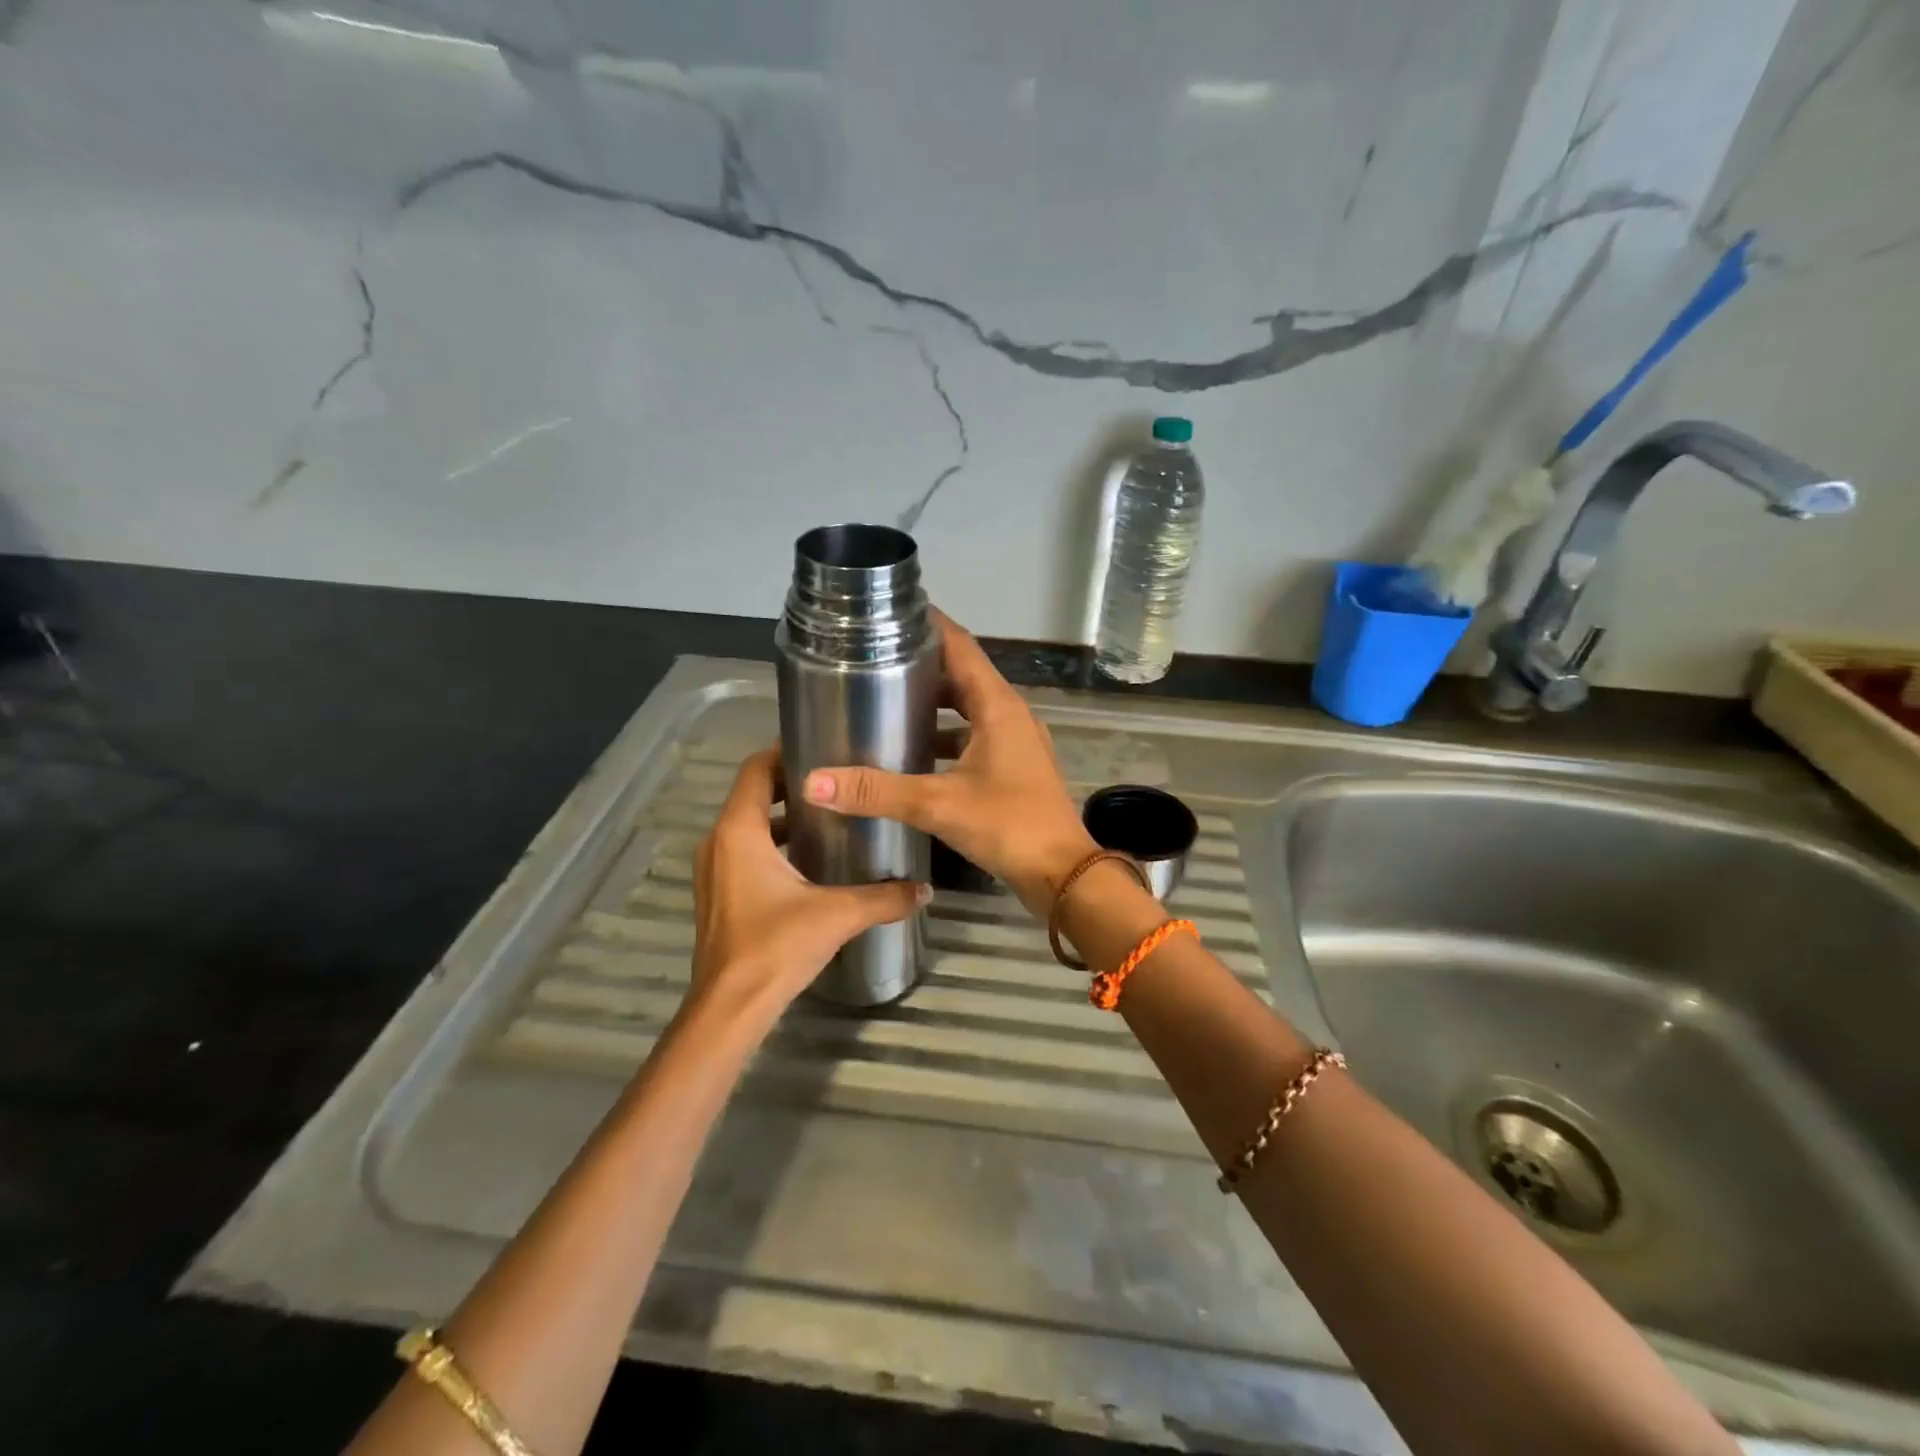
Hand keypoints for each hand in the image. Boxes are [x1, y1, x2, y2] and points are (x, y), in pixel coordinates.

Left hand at [691, 748, 928, 1025]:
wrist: (730, 1010)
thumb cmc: (776, 947)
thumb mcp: (837, 915)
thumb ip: (884, 897)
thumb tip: (925, 889)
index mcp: (740, 831)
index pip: (756, 769)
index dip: (785, 751)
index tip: (824, 746)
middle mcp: (719, 842)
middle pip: (754, 793)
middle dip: (793, 784)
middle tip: (839, 781)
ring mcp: (714, 870)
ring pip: (749, 824)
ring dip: (784, 816)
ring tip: (831, 816)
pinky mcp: (719, 895)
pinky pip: (744, 851)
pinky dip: (773, 843)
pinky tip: (811, 861)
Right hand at [802, 610, 1096, 915]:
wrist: (1062, 874)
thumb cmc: (1009, 826)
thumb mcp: (939, 804)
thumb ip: (876, 792)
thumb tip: (814, 782)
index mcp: (998, 705)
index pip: (960, 647)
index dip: (929, 625)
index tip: (891, 612)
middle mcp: (1009, 714)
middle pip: (962, 675)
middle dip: (922, 665)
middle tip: (874, 659)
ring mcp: (1014, 742)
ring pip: (968, 709)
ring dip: (933, 704)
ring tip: (886, 702)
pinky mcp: (1013, 768)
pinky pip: (973, 737)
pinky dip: (945, 738)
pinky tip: (913, 754)